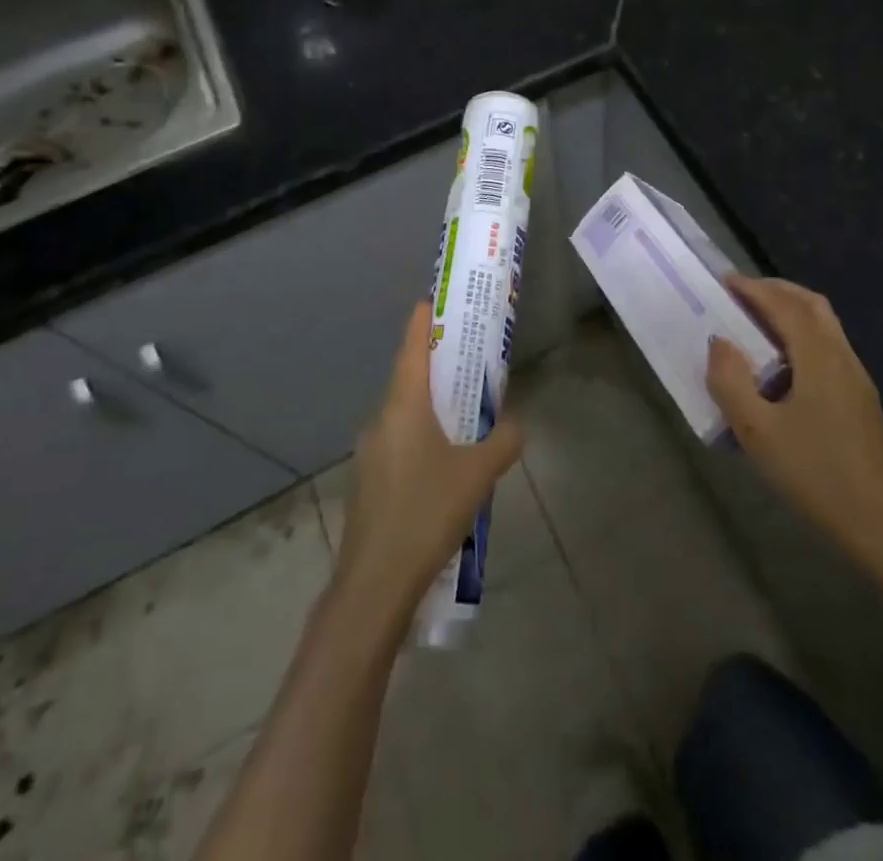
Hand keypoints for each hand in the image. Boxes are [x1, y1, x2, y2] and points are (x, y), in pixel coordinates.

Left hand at [336, 301, 524, 618]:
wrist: (374, 584)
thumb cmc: (427, 512)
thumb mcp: (478, 473)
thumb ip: (503, 440)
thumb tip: (514, 425)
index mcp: (403, 404)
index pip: (412, 344)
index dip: (424, 317)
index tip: (439, 299)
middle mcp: (380, 418)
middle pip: (409, 376)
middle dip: (438, 364)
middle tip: (470, 359)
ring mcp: (369, 451)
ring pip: (404, 411)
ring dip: (431, 403)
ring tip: (465, 412)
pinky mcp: (368, 480)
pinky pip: (398, 440)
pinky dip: (421, 434)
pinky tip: (444, 463)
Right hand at [707, 274, 882, 596]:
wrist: (878, 522)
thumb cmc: (814, 473)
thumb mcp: (757, 432)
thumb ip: (731, 382)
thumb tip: (719, 342)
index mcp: (819, 358)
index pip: (786, 306)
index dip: (755, 289)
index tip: (725, 281)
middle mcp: (842, 356)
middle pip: (812, 304)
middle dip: (776, 290)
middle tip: (740, 293)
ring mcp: (856, 375)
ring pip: (824, 323)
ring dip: (790, 310)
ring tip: (756, 319)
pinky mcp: (859, 395)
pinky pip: (828, 343)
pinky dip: (801, 331)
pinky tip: (782, 358)